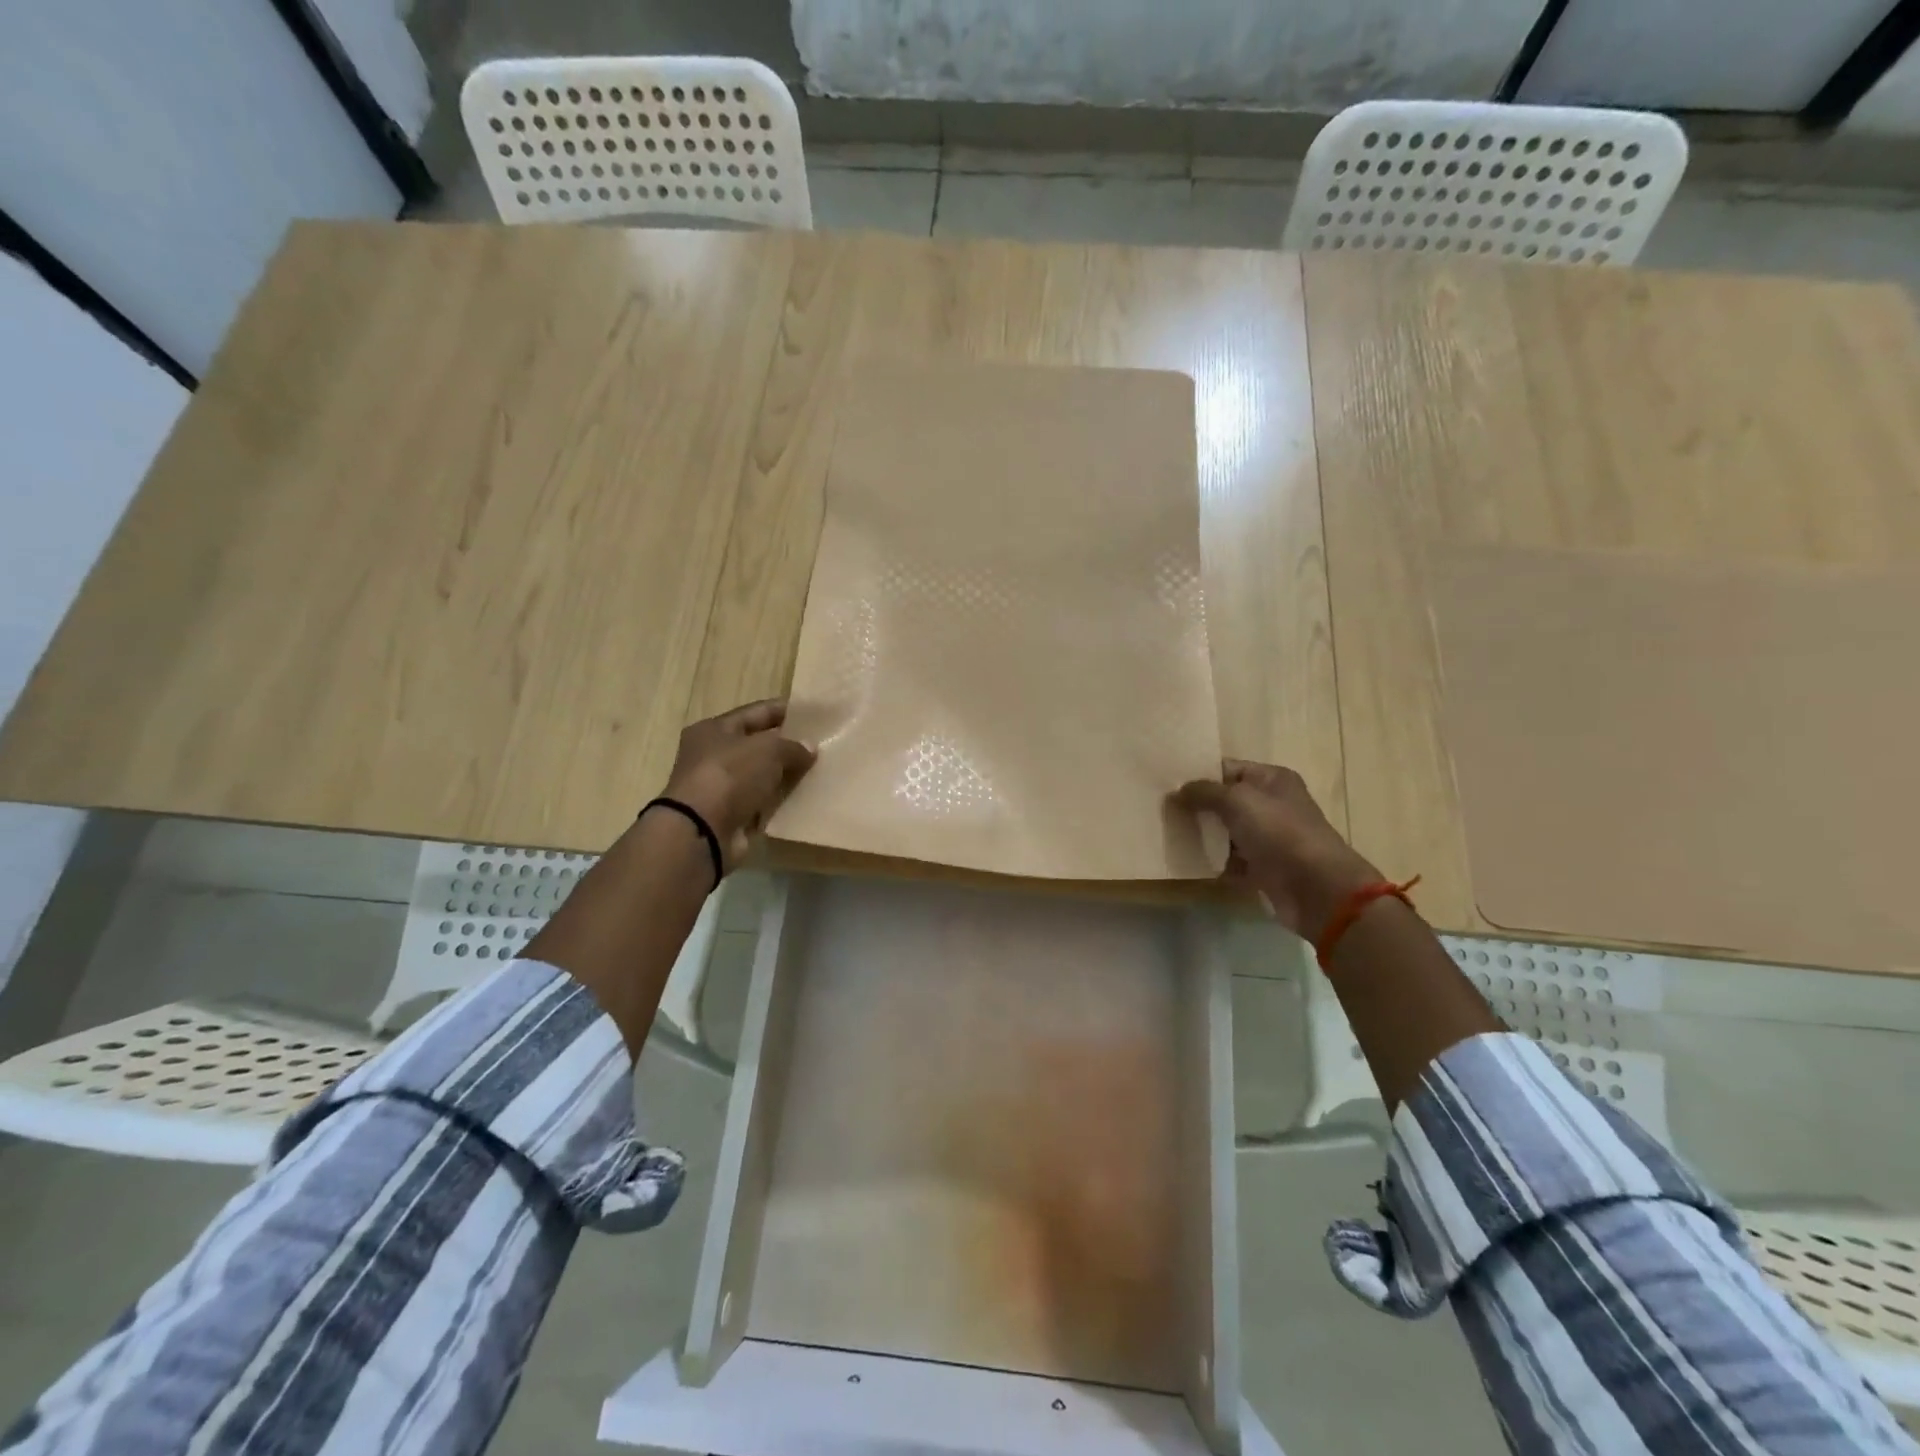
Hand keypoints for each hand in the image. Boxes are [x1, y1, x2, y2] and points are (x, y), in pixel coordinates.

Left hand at [660, 699, 815, 869]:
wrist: (702, 830)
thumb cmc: (730, 776)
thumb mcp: (768, 750)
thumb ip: (792, 746)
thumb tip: (810, 748)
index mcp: (714, 729)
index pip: (755, 713)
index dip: (784, 711)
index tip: (813, 714)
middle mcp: (712, 756)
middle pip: (757, 745)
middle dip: (787, 746)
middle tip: (820, 746)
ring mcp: (720, 788)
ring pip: (761, 776)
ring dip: (785, 776)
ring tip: (818, 773)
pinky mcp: (729, 816)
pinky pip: (761, 803)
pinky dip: (778, 802)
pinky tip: (803, 800)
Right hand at [1175, 761, 1380, 937]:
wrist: (1316, 888)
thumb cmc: (1279, 832)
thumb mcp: (1237, 801)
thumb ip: (1205, 792)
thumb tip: (1179, 790)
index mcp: (1272, 780)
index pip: (1228, 768)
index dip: (1200, 774)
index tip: (1166, 782)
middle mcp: (1273, 805)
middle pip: (1227, 801)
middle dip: (1198, 807)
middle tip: (1162, 810)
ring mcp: (1270, 838)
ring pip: (1227, 833)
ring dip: (1204, 836)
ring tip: (1170, 835)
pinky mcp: (1265, 868)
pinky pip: (1233, 861)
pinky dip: (1216, 863)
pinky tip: (1190, 863)